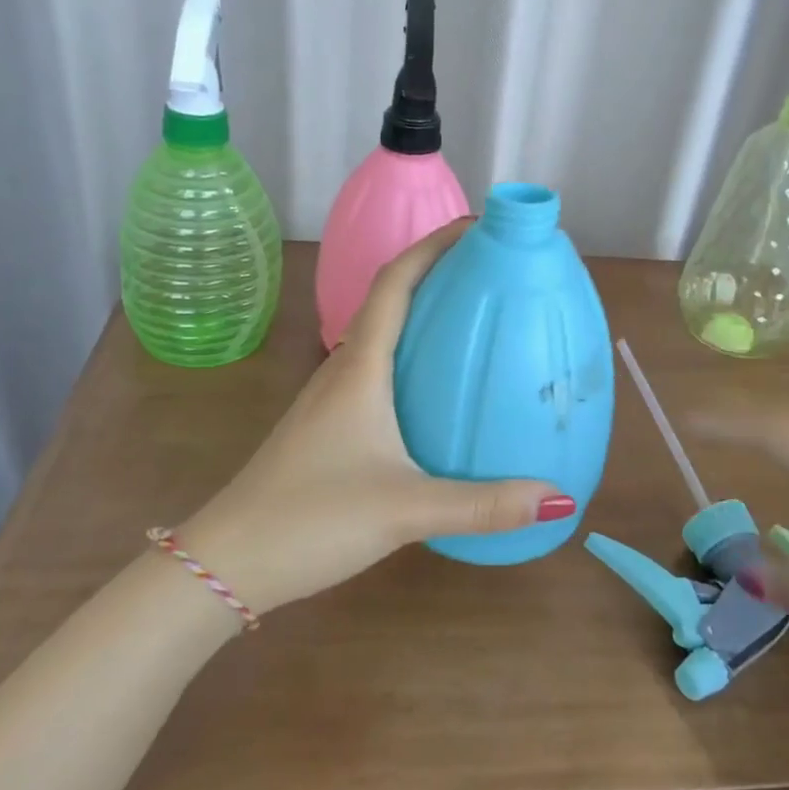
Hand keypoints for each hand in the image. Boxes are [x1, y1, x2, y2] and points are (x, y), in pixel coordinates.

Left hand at [179, 221, 568, 615]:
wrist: (228, 562)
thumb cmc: (312, 519)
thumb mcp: (407, 510)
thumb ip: (484, 505)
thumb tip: (560, 499)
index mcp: (359, 369)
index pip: (394, 283)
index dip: (432, 246)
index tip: (477, 227)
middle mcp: (342, 371)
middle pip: (389, 301)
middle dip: (435, 274)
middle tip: (491, 272)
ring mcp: (329, 399)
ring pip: (380, 338)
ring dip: (421, 316)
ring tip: (472, 321)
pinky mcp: (327, 426)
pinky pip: (375, 372)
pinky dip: (409, 359)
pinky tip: (435, 391)